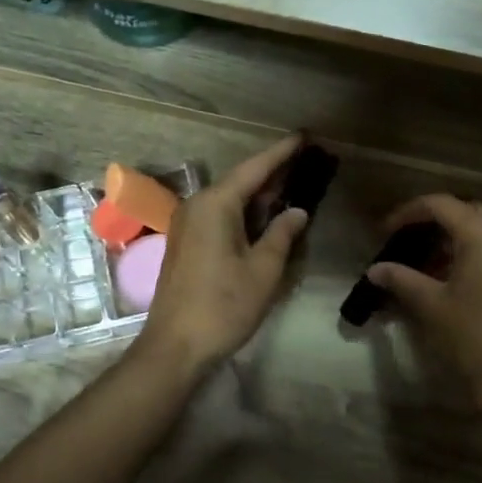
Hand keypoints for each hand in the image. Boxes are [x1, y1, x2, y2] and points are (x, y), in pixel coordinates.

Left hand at [135, 134, 310, 375]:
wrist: (175, 346)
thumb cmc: (223, 306)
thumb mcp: (263, 270)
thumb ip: (282, 234)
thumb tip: (296, 211)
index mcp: (216, 204)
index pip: (255, 168)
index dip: (281, 153)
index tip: (304, 136)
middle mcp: (197, 205)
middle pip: (241, 181)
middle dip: (273, 172)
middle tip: (306, 160)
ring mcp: (188, 224)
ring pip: (230, 199)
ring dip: (260, 194)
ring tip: (292, 184)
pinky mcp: (187, 243)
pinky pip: (220, 215)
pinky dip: (245, 212)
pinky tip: (265, 217)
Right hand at [365, 194, 481, 406]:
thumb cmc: (472, 336)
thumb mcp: (430, 305)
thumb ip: (400, 278)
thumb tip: (375, 269)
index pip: (441, 204)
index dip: (408, 213)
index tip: (385, 231)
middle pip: (466, 211)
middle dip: (434, 221)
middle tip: (407, 240)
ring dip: (455, 238)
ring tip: (426, 262)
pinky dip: (475, 253)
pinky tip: (454, 278)